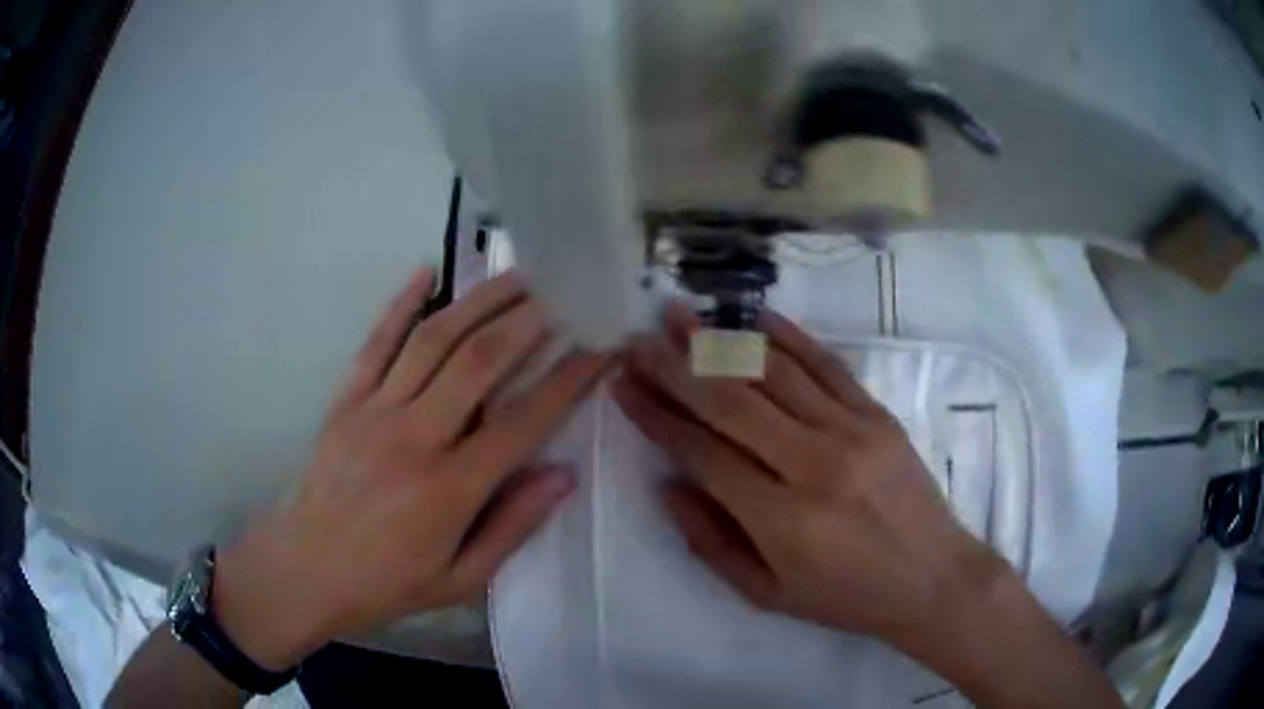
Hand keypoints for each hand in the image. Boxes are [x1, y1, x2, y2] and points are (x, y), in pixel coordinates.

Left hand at [213, 268, 610, 669]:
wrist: (304, 571)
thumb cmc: (386, 584)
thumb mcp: (461, 580)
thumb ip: (513, 527)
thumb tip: (563, 474)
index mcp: (450, 489)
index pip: (524, 420)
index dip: (569, 379)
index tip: (601, 347)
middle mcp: (415, 437)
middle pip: (481, 361)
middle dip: (531, 318)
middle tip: (565, 289)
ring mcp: (374, 411)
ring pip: (434, 340)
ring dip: (479, 300)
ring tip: (517, 274)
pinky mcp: (345, 400)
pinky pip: (375, 342)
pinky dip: (401, 304)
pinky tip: (426, 271)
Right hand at [612, 303, 1001, 645]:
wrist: (932, 577)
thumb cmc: (846, 596)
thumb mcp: (768, 594)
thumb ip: (711, 543)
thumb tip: (667, 486)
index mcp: (782, 520)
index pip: (703, 453)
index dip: (657, 417)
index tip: (623, 386)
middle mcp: (814, 465)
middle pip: (732, 402)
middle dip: (676, 368)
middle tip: (638, 341)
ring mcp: (852, 431)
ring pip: (775, 373)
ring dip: (722, 341)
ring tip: (681, 315)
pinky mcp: (878, 413)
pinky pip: (827, 365)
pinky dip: (789, 337)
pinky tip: (754, 317)